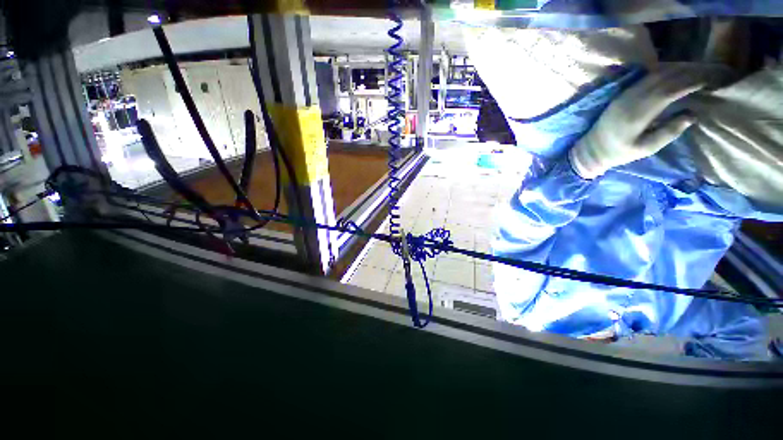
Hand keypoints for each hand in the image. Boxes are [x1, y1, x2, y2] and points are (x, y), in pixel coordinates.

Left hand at [569, 65, 703, 178]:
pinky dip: (663, 72)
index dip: (690, 82)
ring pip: (655, 75)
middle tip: (709, 72)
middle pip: (664, 78)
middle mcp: (631, 100)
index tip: (709, 80)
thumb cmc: (619, 152)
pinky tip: (675, 73)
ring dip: (677, 70)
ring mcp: (625, 95)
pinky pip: (646, 78)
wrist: (591, 149)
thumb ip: (669, 132)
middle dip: (688, 73)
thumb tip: (692, 115)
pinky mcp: (622, 95)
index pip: (669, 90)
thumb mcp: (646, 148)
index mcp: (638, 114)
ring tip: (696, 70)